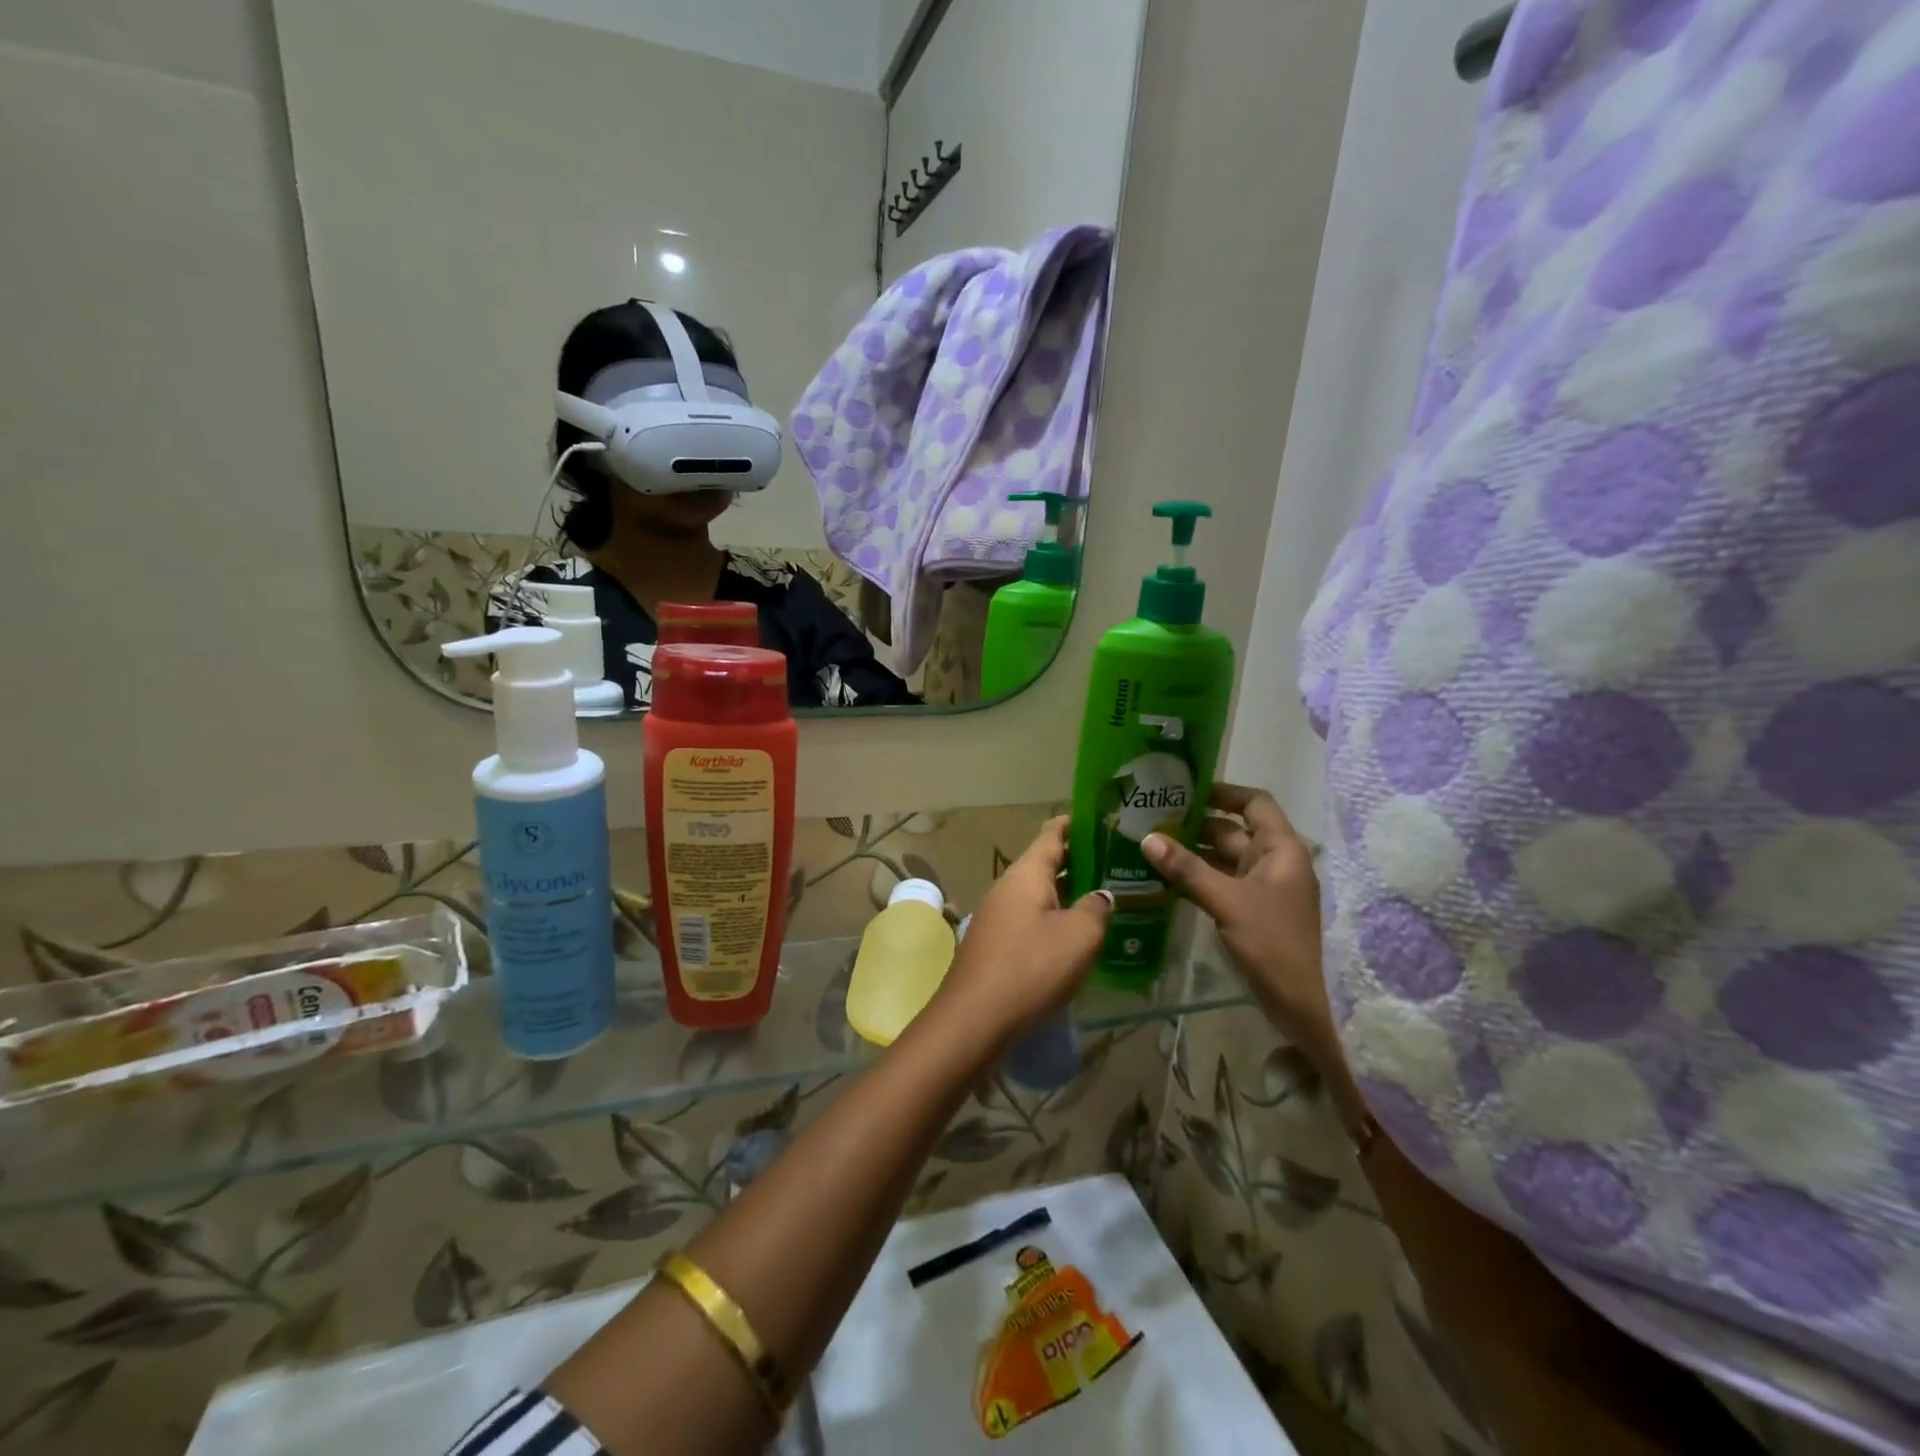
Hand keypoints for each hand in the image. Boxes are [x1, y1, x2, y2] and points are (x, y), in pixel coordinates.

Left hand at [934, 817, 1111, 1045]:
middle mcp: (1008, 887)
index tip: (1103, 820)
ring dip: (1067, 894)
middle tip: (1116, 865)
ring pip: (1038, 894)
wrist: (975, 1018)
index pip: (1052, 834)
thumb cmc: (1031, 966)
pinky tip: (1074, 938)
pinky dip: (1053, 920)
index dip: (1077, 824)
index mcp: (1026, 873)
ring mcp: (997, 916)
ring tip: (1103, 900)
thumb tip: (1101, 896)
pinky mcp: (994, 944)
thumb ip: (1096, 909)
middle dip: (1079, 863)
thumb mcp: (1079, 936)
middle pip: (1045, 864)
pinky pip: (1030, 919)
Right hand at [1141, 786, 1352, 1100]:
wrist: (1309, 1008)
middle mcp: (1273, 862)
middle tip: (1151, 818)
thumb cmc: (1275, 944)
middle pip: (1233, 830)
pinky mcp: (1251, 913)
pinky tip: (1163, 880)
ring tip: (1149, 845)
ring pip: (1223, 859)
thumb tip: (1147, 838)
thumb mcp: (1228, 902)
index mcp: (1281, 849)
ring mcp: (1262, 889)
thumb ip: (1187, 869)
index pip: (1255, 803)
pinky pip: (1220, 884)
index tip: (1184, 789)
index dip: (1223, 792)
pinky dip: (1195, 879)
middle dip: (1195, 824)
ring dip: (1191, 853)